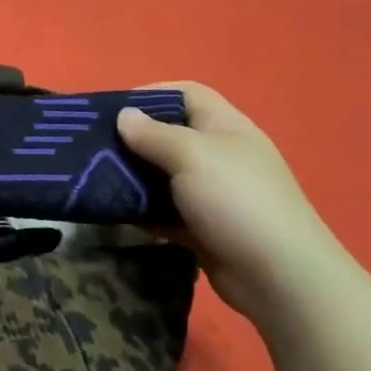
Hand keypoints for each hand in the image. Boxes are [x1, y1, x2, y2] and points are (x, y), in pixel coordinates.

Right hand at [117, 83, 353, 325]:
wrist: (278, 276)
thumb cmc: (236, 201)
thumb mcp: (192, 156)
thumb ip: (153, 134)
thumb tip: (124, 115)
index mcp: (225, 128)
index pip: (187, 93)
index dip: (151, 93)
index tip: (111, 109)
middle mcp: (219, 156)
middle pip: (169, 134)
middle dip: (132, 138)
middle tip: (92, 147)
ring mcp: (211, 194)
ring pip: (162, 175)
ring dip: (132, 176)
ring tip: (93, 178)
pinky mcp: (201, 227)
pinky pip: (162, 210)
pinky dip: (140, 210)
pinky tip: (113, 211)